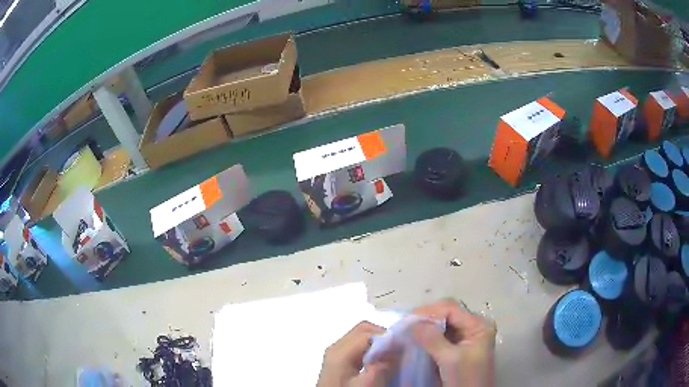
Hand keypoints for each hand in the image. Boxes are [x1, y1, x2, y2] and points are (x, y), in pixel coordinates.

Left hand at [317, 321, 395, 386]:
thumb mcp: (367, 385)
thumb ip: (383, 366)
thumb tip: (398, 346)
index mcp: (340, 351)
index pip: (368, 332)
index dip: (388, 337)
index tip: (404, 348)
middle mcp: (336, 347)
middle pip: (363, 330)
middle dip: (383, 337)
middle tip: (398, 352)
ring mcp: (336, 354)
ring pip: (361, 338)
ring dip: (378, 344)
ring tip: (391, 358)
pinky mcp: (338, 362)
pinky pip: (358, 348)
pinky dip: (371, 351)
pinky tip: (379, 364)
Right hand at [413, 299, 496, 386]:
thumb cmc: (465, 379)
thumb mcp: (450, 359)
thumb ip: (433, 339)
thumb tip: (412, 321)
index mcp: (478, 326)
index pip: (451, 309)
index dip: (429, 312)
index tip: (406, 320)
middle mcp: (472, 328)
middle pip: (446, 315)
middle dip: (426, 318)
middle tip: (404, 326)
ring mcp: (465, 339)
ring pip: (441, 326)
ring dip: (425, 327)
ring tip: (406, 331)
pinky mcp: (456, 349)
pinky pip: (440, 337)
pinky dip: (427, 337)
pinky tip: (415, 340)